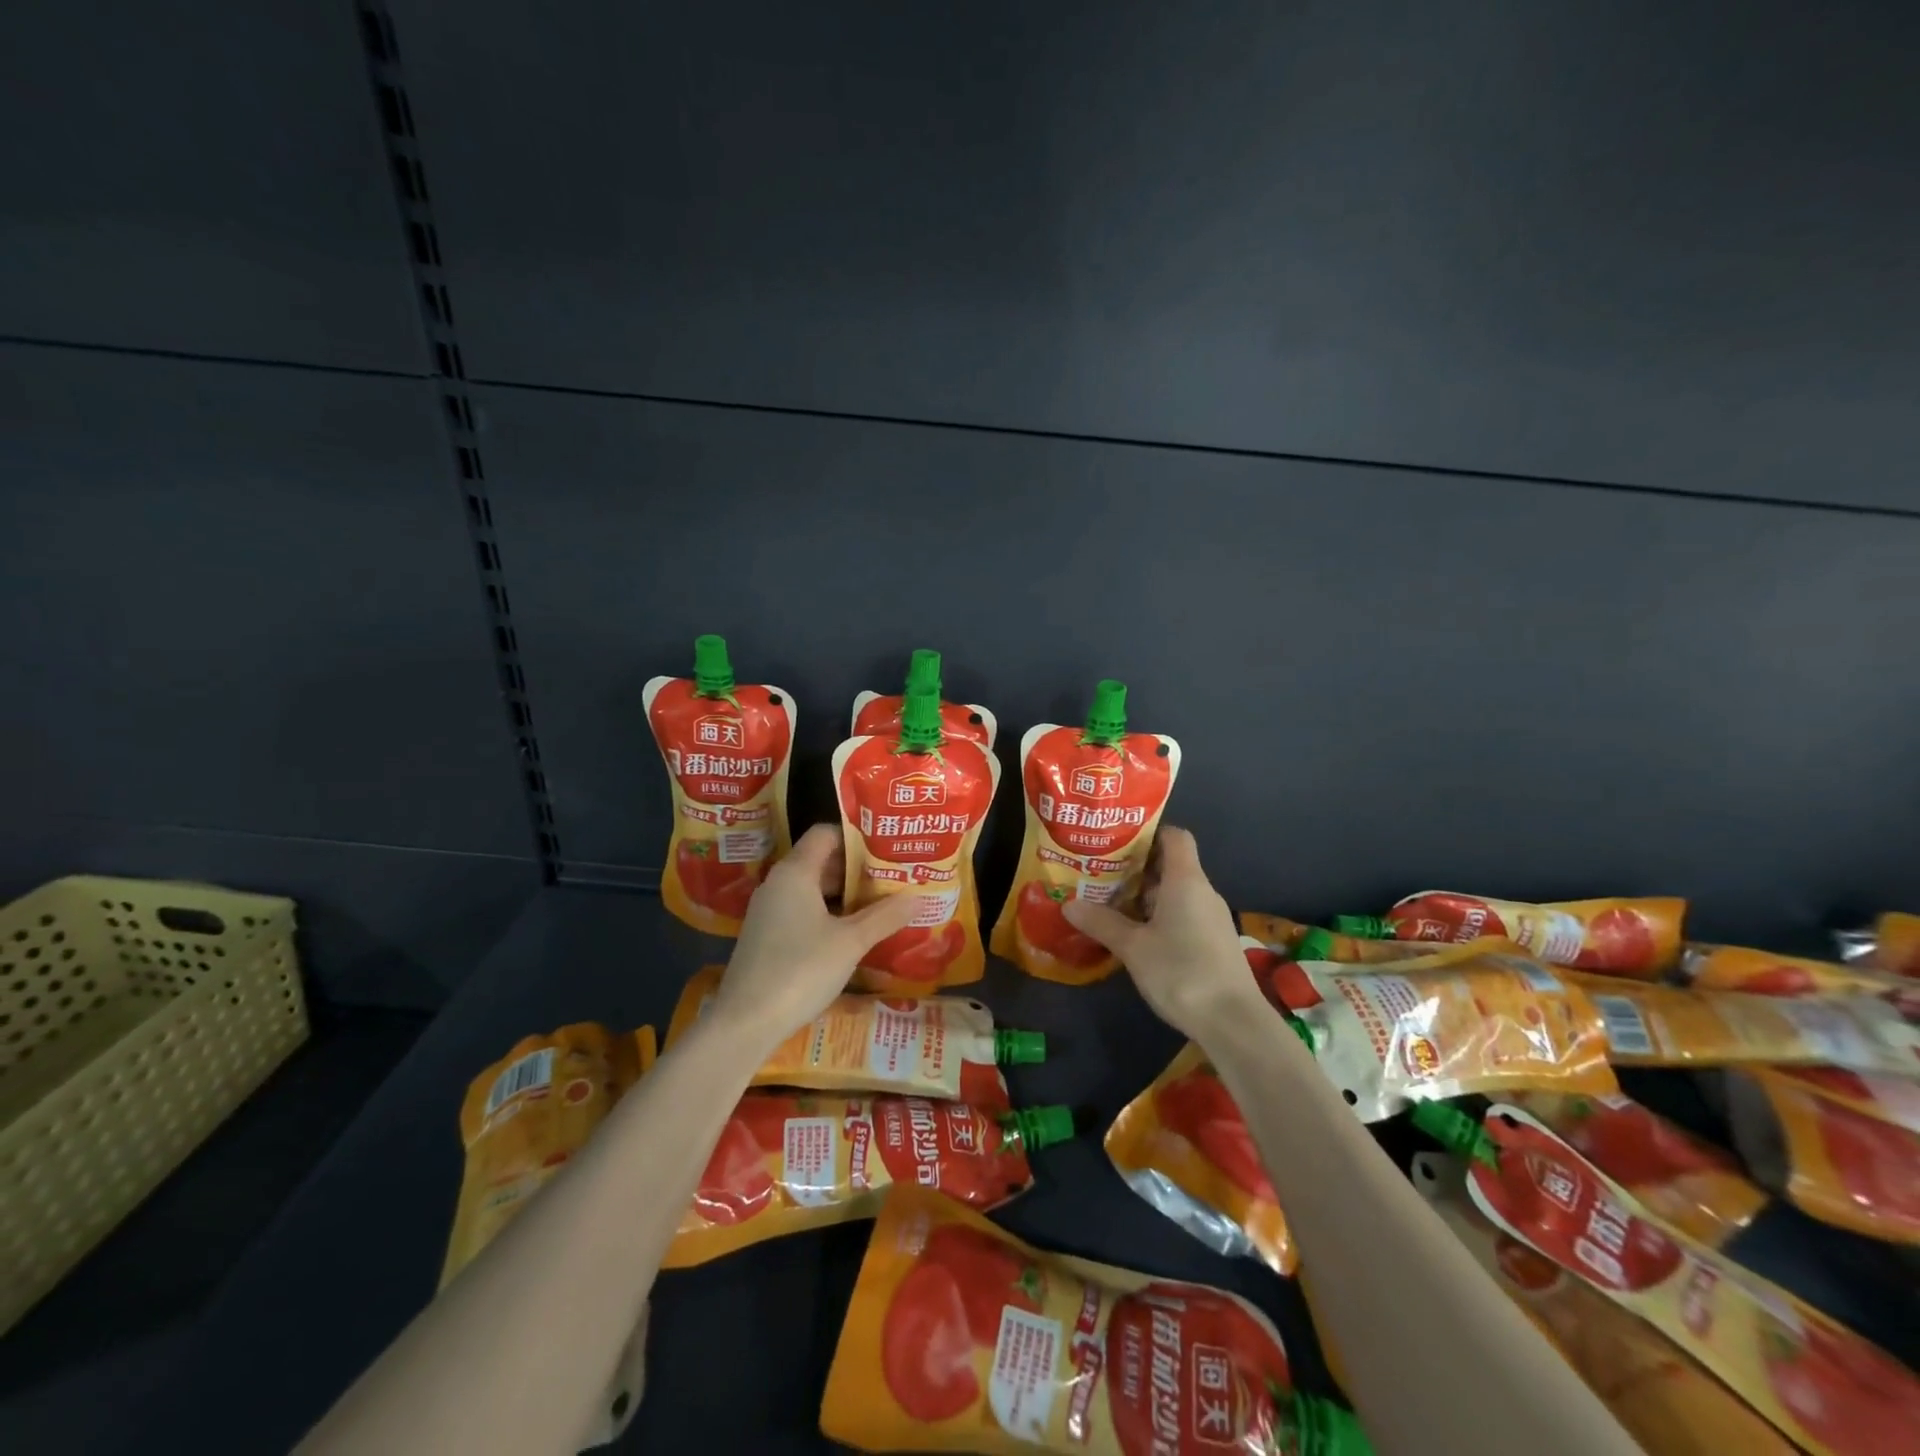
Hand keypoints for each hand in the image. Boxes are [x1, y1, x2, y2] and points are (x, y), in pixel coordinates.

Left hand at [705, 824, 916, 1049]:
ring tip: (881, 904)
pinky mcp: (766, 936)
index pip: (826, 833)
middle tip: (893, 878)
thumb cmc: (800, 970)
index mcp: (795, 872)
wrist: (745, 1023)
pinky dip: (828, 913)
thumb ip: (885, 916)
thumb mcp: (851, 942)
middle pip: (821, 860)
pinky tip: (852, 933)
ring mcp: (769, 911)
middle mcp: (778, 883)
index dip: (856, 837)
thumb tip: (919, 897)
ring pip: (812, 888)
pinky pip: (802, 910)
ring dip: (845, 894)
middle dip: (857, 868)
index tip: (887, 849)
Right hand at [1063, 827, 1267, 1041]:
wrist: (1233, 1022)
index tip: (1117, 842)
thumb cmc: (1181, 971)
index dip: (1148, 833)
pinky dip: (1160, 916)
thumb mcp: (1132, 947)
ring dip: (1145, 896)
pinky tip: (1137, 935)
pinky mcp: (1214, 942)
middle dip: (1136, 868)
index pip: (1174, 836)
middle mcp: (1202, 891)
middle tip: (1100, 874)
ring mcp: (1212, 918)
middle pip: (1171, 864)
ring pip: (1175, 892)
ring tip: (1110, 903)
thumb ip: (1101, 922)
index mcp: (1185, 879)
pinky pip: (1184, 915)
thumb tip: (1068, 904)